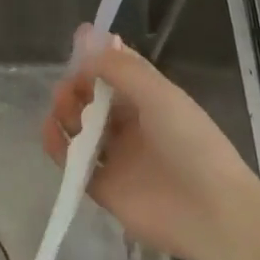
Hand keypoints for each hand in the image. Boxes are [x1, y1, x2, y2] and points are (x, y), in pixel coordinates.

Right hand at [41, 25, 259, 259]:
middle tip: (67, 89)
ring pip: (81, 129)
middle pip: (96, 100)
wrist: (208, 211)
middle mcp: (135, 126)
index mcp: (154, 100)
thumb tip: (85, 52)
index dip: (98, 59)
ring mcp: (119, 158)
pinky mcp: (104, 188)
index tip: (76, 47)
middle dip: (77, 88)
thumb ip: (121, 69)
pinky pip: (74, 163)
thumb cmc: (190, 143)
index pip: (120, 73)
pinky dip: (58, 147)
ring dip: (66, 114)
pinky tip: (50, 133)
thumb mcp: (160, 94)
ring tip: (60, 110)